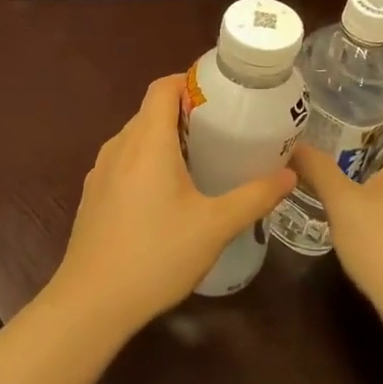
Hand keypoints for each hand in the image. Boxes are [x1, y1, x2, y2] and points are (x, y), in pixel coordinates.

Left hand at [52, 75, 297, 328]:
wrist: (92, 302)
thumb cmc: (157, 255)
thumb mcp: (215, 227)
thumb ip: (254, 196)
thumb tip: (289, 175)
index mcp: (147, 142)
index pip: (162, 87)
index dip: (190, 81)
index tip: (221, 95)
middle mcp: (119, 147)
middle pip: (151, 111)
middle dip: (186, 112)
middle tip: (223, 130)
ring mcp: (101, 172)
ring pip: (136, 138)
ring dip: (166, 139)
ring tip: (202, 159)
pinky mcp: (94, 195)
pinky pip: (124, 162)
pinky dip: (148, 162)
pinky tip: (168, 194)